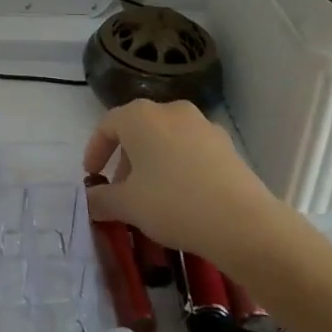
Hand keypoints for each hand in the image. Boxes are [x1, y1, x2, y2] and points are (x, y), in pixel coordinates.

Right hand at [82, 100, 290, 270]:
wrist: (242, 222)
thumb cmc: (173, 204)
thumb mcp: (128, 205)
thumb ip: (102, 199)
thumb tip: (89, 199)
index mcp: (140, 116)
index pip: (107, 125)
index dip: (95, 150)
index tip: (91, 176)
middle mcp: (170, 110)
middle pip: (137, 129)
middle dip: (124, 159)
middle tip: (120, 190)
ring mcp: (201, 124)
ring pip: (165, 138)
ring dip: (152, 162)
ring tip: (151, 196)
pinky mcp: (225, 144)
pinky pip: (190, 149)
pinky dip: (178, 165)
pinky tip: (182, 195)